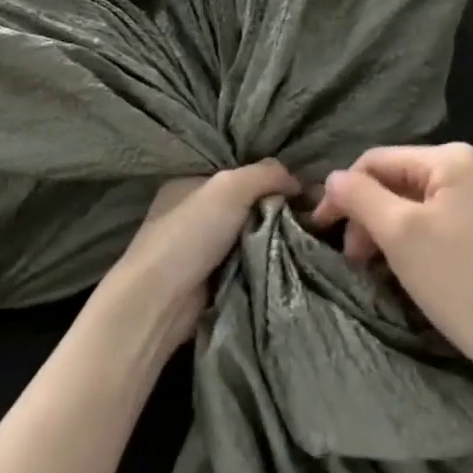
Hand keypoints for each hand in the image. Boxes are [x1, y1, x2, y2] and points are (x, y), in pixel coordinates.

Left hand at [94, 161, 299, 353]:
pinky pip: (248, 261)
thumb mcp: (230, 187)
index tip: (302, 189)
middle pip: (246, 203)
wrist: (161, 300)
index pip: (238, 172)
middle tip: (312, 214)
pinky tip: (289, 258)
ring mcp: (201, 246)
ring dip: (273, 237)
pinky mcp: (211, 278)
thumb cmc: (191, 233)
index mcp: (189, 182)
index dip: (269, 177)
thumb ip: (266, 174)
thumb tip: (298, 181)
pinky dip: (264, 261)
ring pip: (250, 234)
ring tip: (309, 236)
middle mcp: (193, 211)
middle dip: (275, 209)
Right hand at [312, 143, 472, 375]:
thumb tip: (332, 179)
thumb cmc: (457, 279)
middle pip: (396, 180)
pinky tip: (403, 265)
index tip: (322, 230)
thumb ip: (359, 196)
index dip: (344, 192)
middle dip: (367, 214)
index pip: (376, 161)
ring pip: (414, 201)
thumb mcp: (398, 232)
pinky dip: (412, 238)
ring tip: (373, 265)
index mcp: (452, 158)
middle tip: (354, 258)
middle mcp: (472, 166)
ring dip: (386, 229)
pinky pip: (436, 219)